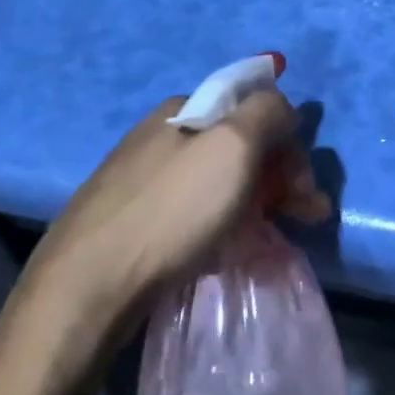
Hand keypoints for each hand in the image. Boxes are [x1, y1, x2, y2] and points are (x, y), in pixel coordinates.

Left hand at [13, 89, 329, 338]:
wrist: (88, 287)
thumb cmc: (172, 210)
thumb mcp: (233, 145)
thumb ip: (268, 111)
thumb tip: (282, 107)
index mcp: (183, 110)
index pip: (255, 112)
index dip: (289, 146)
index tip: (306, 190)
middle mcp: (161, 136)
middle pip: (239, 147)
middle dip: (280, 179)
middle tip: (305, 217)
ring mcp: (142, 179)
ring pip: (218, 183)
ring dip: (257, 205)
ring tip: (272, 241)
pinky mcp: (131, 222)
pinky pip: (193, 213)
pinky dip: (222, 226)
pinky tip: (228, 251)